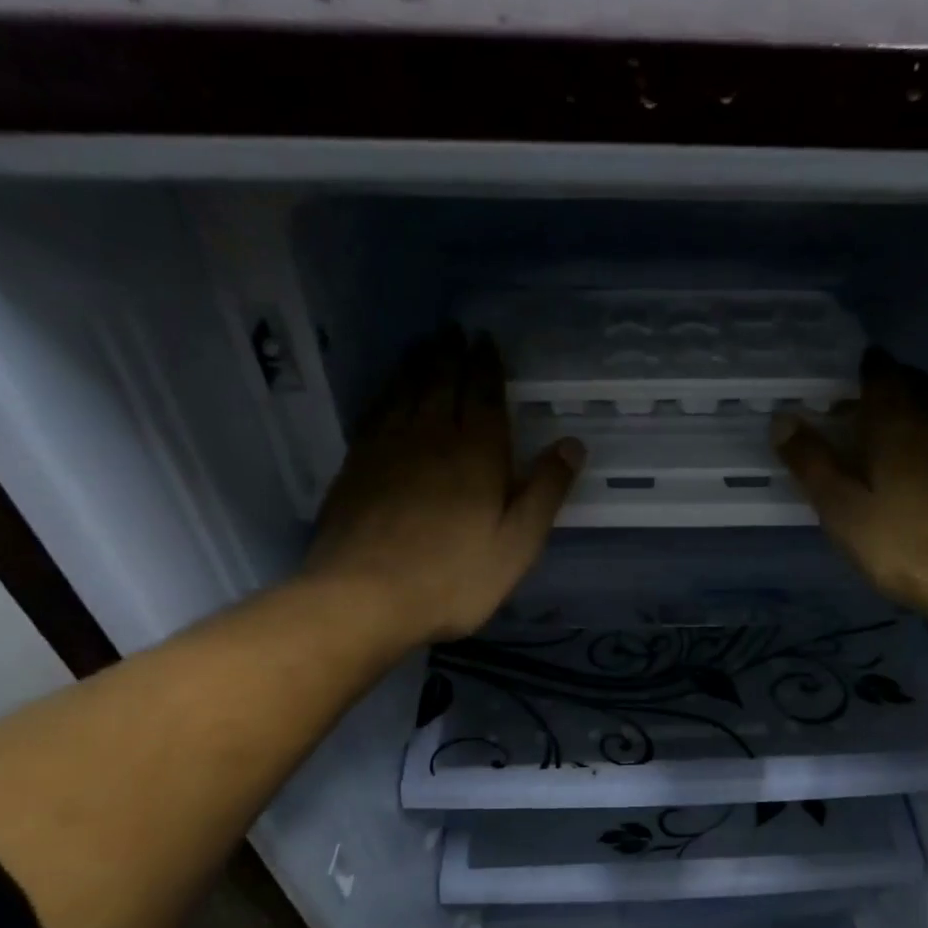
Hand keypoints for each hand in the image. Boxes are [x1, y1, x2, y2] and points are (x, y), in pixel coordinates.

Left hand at [301, 326, 583, 646]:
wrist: (364, 597)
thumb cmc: (453, 577)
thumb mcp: (517, 543)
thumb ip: (545, 491)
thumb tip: (572, 443)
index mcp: (476, 453)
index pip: (482, 395)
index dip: (486, 365)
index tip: (485, 341)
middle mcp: (429, 437)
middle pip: (440, 383)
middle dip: (450, 354)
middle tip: (453, 331)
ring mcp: (386, 449)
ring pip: (403, 392)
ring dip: (416, 365)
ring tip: (422, 346)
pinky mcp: (355, 468)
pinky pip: (374, 414)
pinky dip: (385, 395)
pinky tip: (386, 394)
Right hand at [773, 348, 927, 636]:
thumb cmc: (907, 545)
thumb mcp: (844, 512)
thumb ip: (812, 464)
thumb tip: (782, 420)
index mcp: (896, 421)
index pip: (880, 374)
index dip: (864, 371)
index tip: (848, 381)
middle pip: (916, 384)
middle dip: (892, 386)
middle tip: (868, 407)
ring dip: (923, 406)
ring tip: (903, 429)